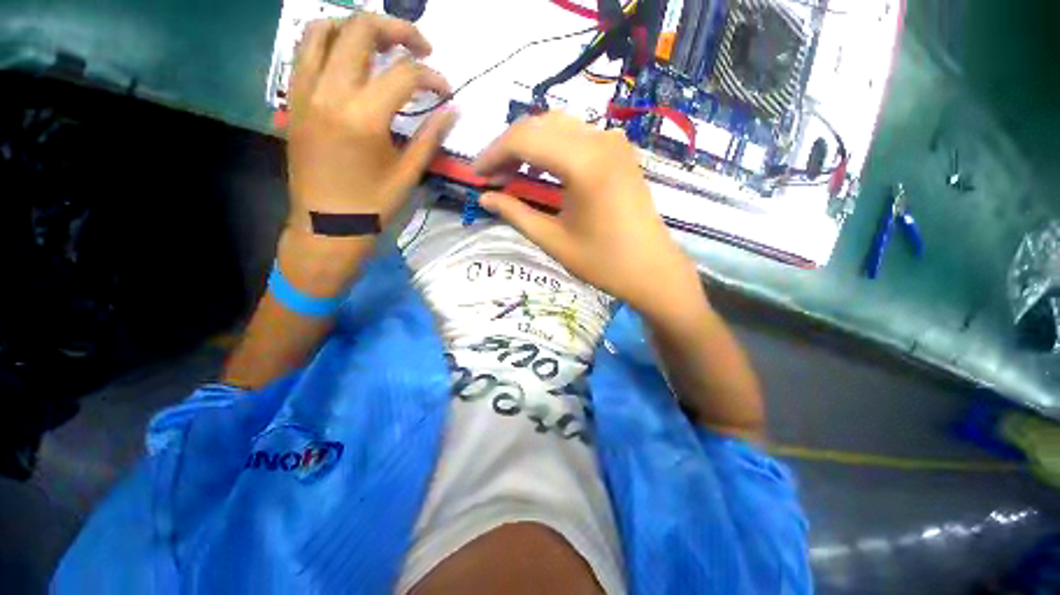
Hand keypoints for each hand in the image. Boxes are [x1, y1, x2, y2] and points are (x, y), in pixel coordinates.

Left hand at [286, 15, 456, 238]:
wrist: (327, 226)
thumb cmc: (372, 206)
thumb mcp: (408, 174)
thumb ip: (430, 137)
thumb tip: (452, 110)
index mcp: (363, 117)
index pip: (404, 74)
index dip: (432, 77)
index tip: (446, 90)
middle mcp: (330, 93)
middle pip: (360, 30)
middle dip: (397, 30)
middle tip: (419, 47)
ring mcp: (305, 92)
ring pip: (323, 29)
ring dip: (357, 27)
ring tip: (382, 45)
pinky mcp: (294, 99)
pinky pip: (305, 52)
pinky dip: (330, 42)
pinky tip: (351, 59)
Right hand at [473, 112, 700, 320]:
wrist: (652, 270)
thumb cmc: (603, 262)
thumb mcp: (553, 240)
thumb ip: (516, 214)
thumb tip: (485, 198)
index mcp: (584, 163)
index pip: (524, 139)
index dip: (493, 154)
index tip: (475, 174)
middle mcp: (600, 140)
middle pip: (539, 125)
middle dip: (508, 148)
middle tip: (491, 176)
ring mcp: (613, 142)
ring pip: (557, 126)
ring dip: (529, 145)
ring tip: (511, 173)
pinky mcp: (619, 151)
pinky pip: (576, 136)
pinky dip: (551, 147)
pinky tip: (541, 170)